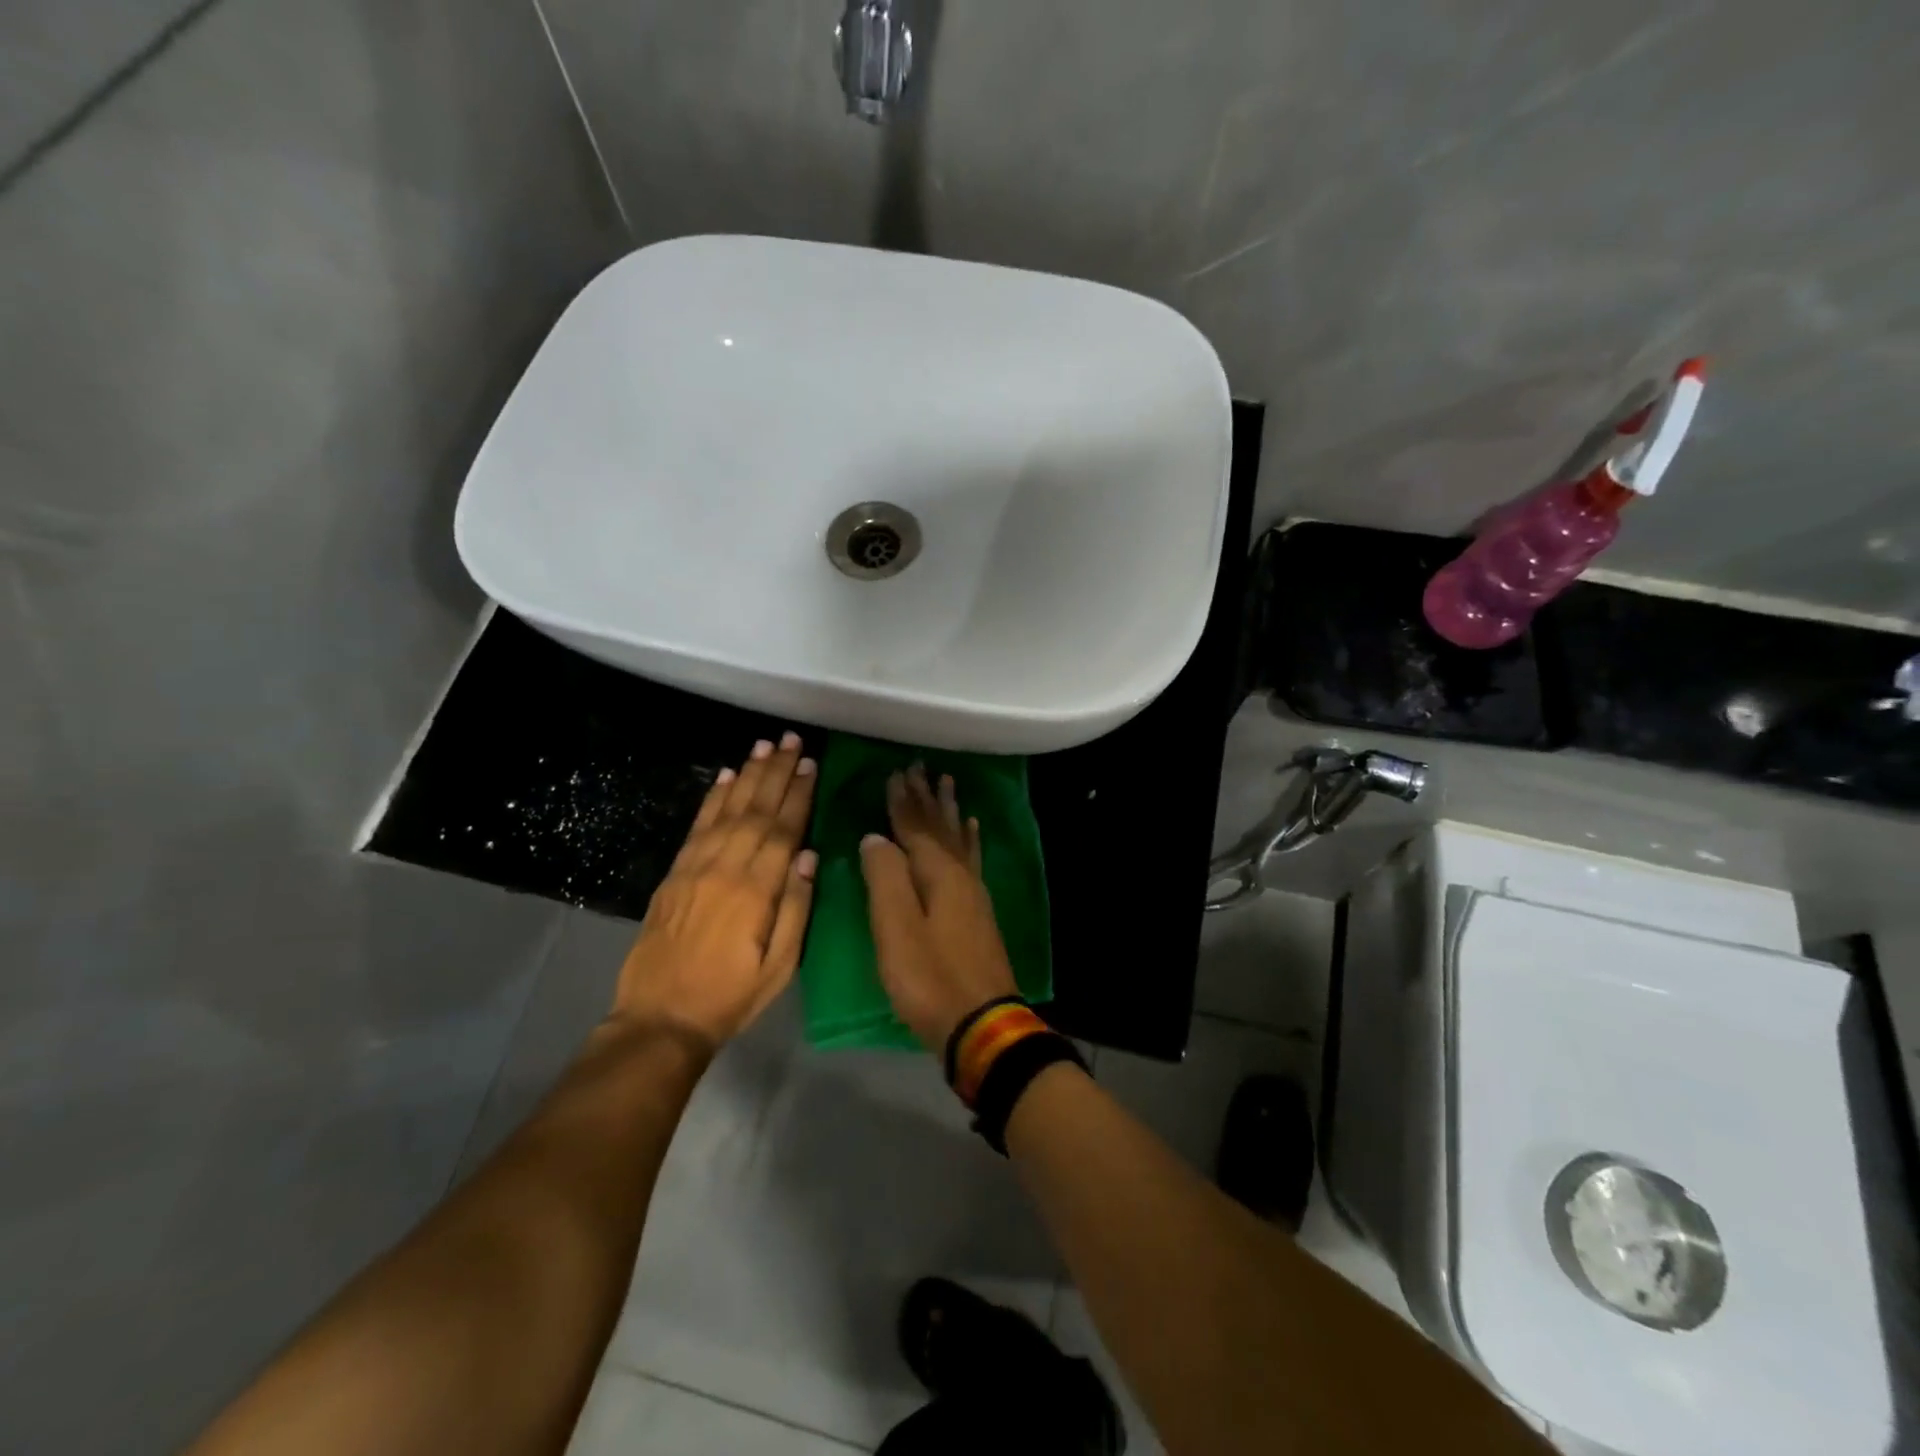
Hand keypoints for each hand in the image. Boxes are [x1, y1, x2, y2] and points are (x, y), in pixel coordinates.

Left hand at [613, 733, 817, 1050]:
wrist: (660, 1018)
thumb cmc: (731, 997)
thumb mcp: (780, 966)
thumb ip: (796, 908)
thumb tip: (808, 855)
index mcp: (756, 892)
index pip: (783, 831)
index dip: (798, 795)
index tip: (810, 765)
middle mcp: (725, 869)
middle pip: (756, 810)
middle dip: (776, 773)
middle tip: (792, 740)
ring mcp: (695, 868)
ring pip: (727, 811)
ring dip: (748, 776)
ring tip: (765, 746)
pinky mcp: (674, 874)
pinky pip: (697, 827)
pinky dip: (713, 799)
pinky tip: (726, 777)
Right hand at [860, 764, 1018, 1050]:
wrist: (981, 1024)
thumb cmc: (930, 978)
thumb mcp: (896, 929)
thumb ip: (885, 878)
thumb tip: (876, 837)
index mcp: (937, 874)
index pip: (915, 826)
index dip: (903, 800)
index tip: (895, 771)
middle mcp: (959, 874)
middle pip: (939, 826)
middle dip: (927, 796)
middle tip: (920, 766)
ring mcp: (973, 893)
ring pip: (957, 838)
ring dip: (948, 810)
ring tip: (947, 783)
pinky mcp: (978, 912)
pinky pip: (972, 859)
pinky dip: (969, 839)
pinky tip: (971, 829)